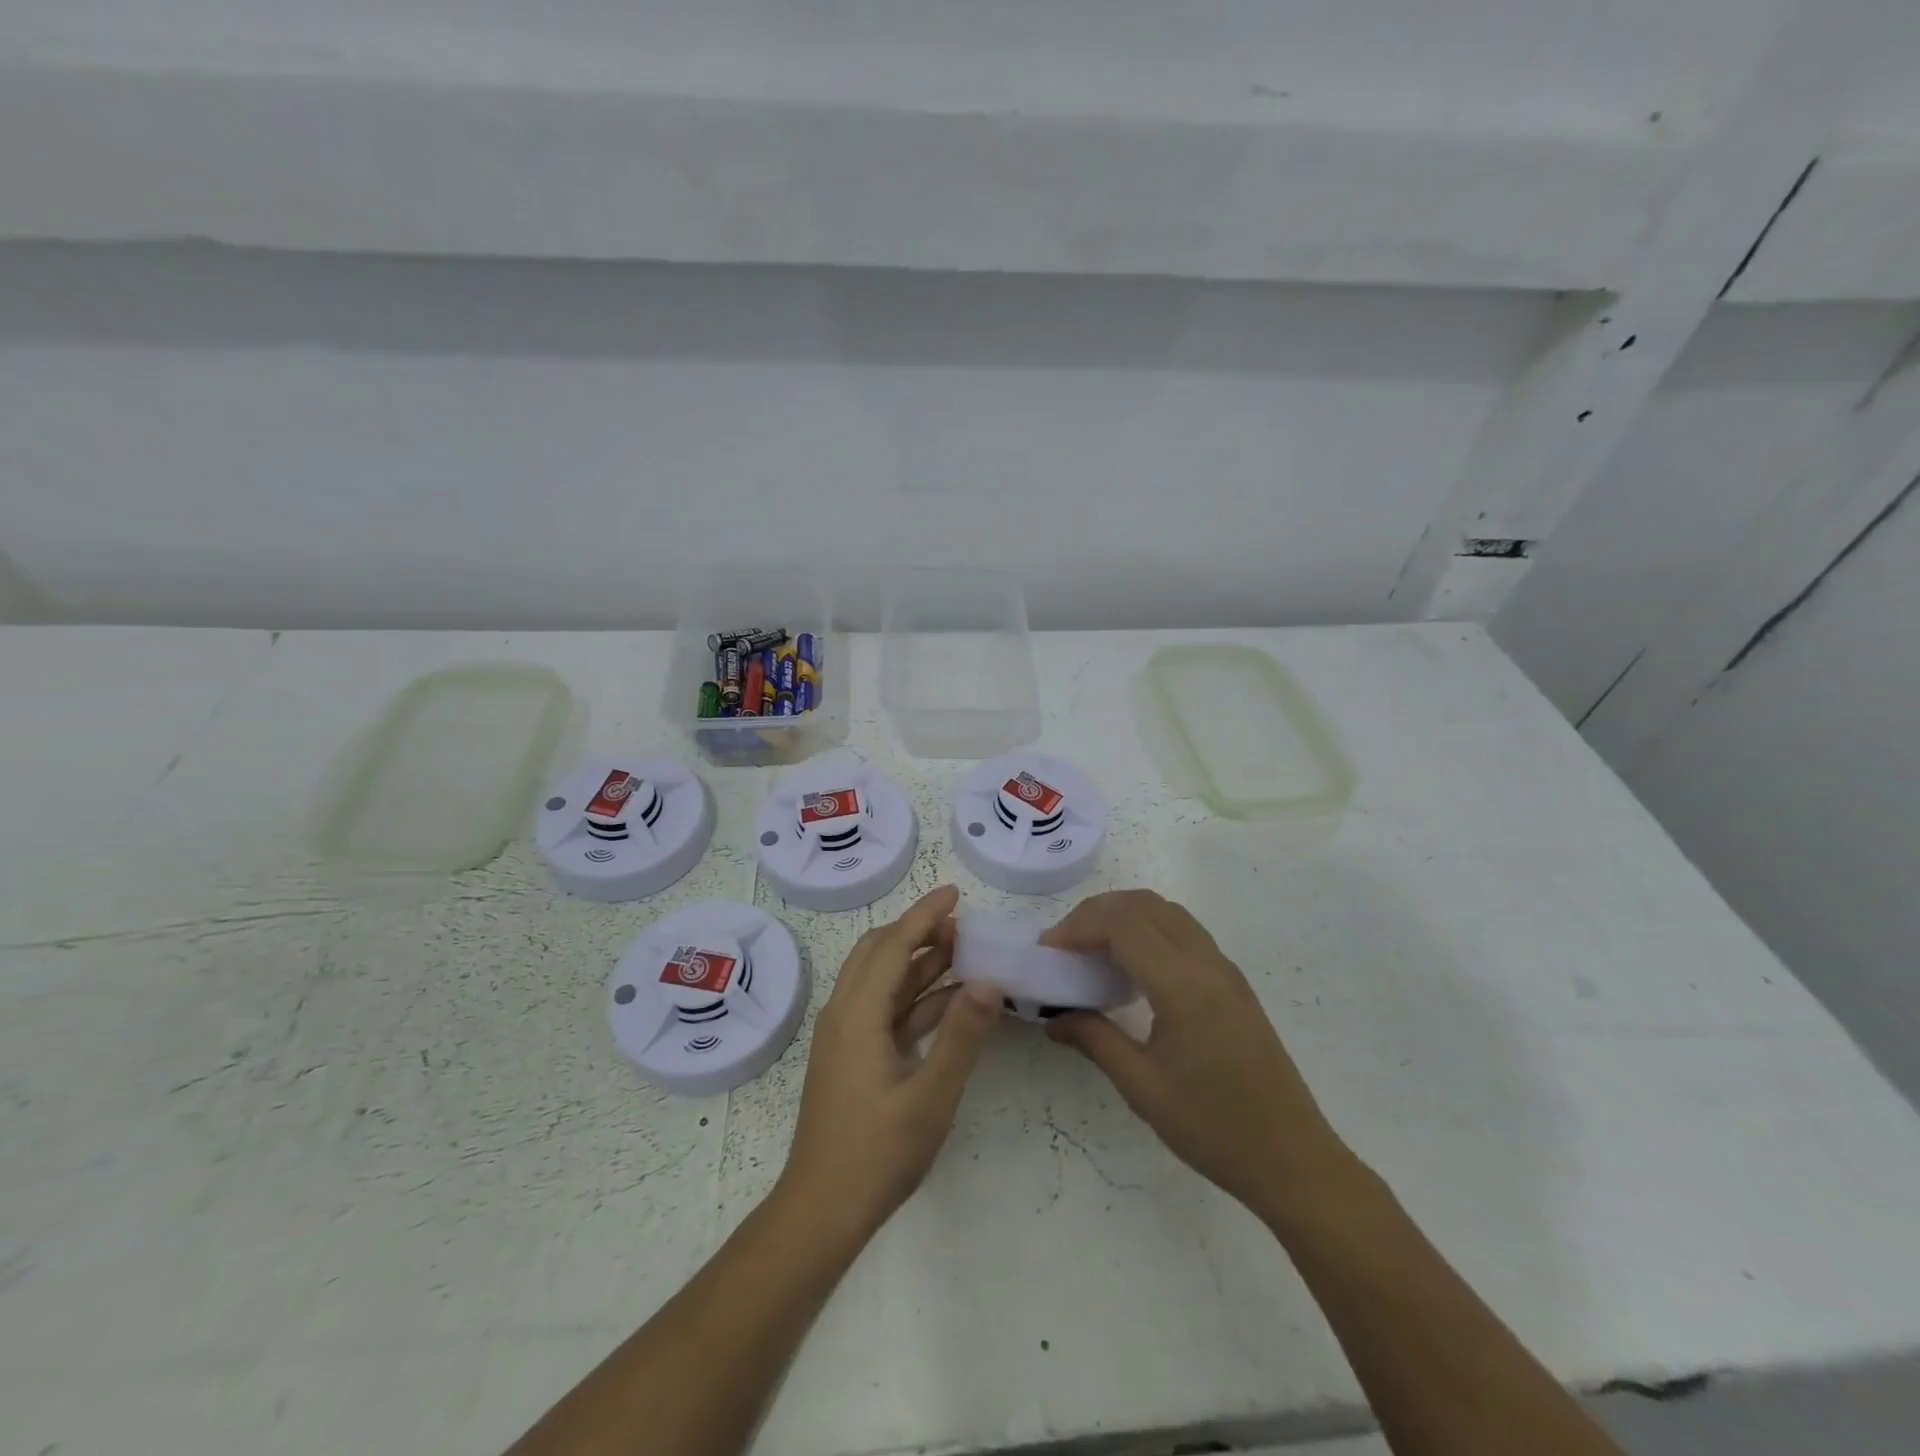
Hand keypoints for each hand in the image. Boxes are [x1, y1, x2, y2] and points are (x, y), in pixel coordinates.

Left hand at [781, 885, 1001, 1237]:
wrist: (821, 1212)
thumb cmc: (876, 1155)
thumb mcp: (930, 1096)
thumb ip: (962, 1036)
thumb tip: (989, 979)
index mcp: (857, 1014)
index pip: (893, 945)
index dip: (924, 915)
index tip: (955, 892)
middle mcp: (845, 1013)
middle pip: (879, 952)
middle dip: (918, 932)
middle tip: (962, 926)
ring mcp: (846, 1036)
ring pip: (882, 980)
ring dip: (918, 963)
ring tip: (964, 953)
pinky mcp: (852, 1056)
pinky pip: (885, 1010)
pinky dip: (915, 997)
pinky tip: (950, 1001)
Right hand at [1041, 889, 1358, 1220]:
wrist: (1293, 1159)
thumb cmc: (1214, 1128)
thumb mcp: (1143, 1088)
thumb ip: (1094, 1040)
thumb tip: (1053, 1018)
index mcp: (1184, 985)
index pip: (1123, 926)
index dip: (1079, 927)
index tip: (1048, 950)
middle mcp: (1207, 963)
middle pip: (1144, 905)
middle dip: (1096, 913)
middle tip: (1064, 945)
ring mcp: (1224, 969)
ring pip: (1166, 911)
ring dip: (1124, 915)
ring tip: (1091, 949)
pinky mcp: (1233, 982)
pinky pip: (1183, 931)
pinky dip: (1148, 929)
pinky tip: (1131, 967)